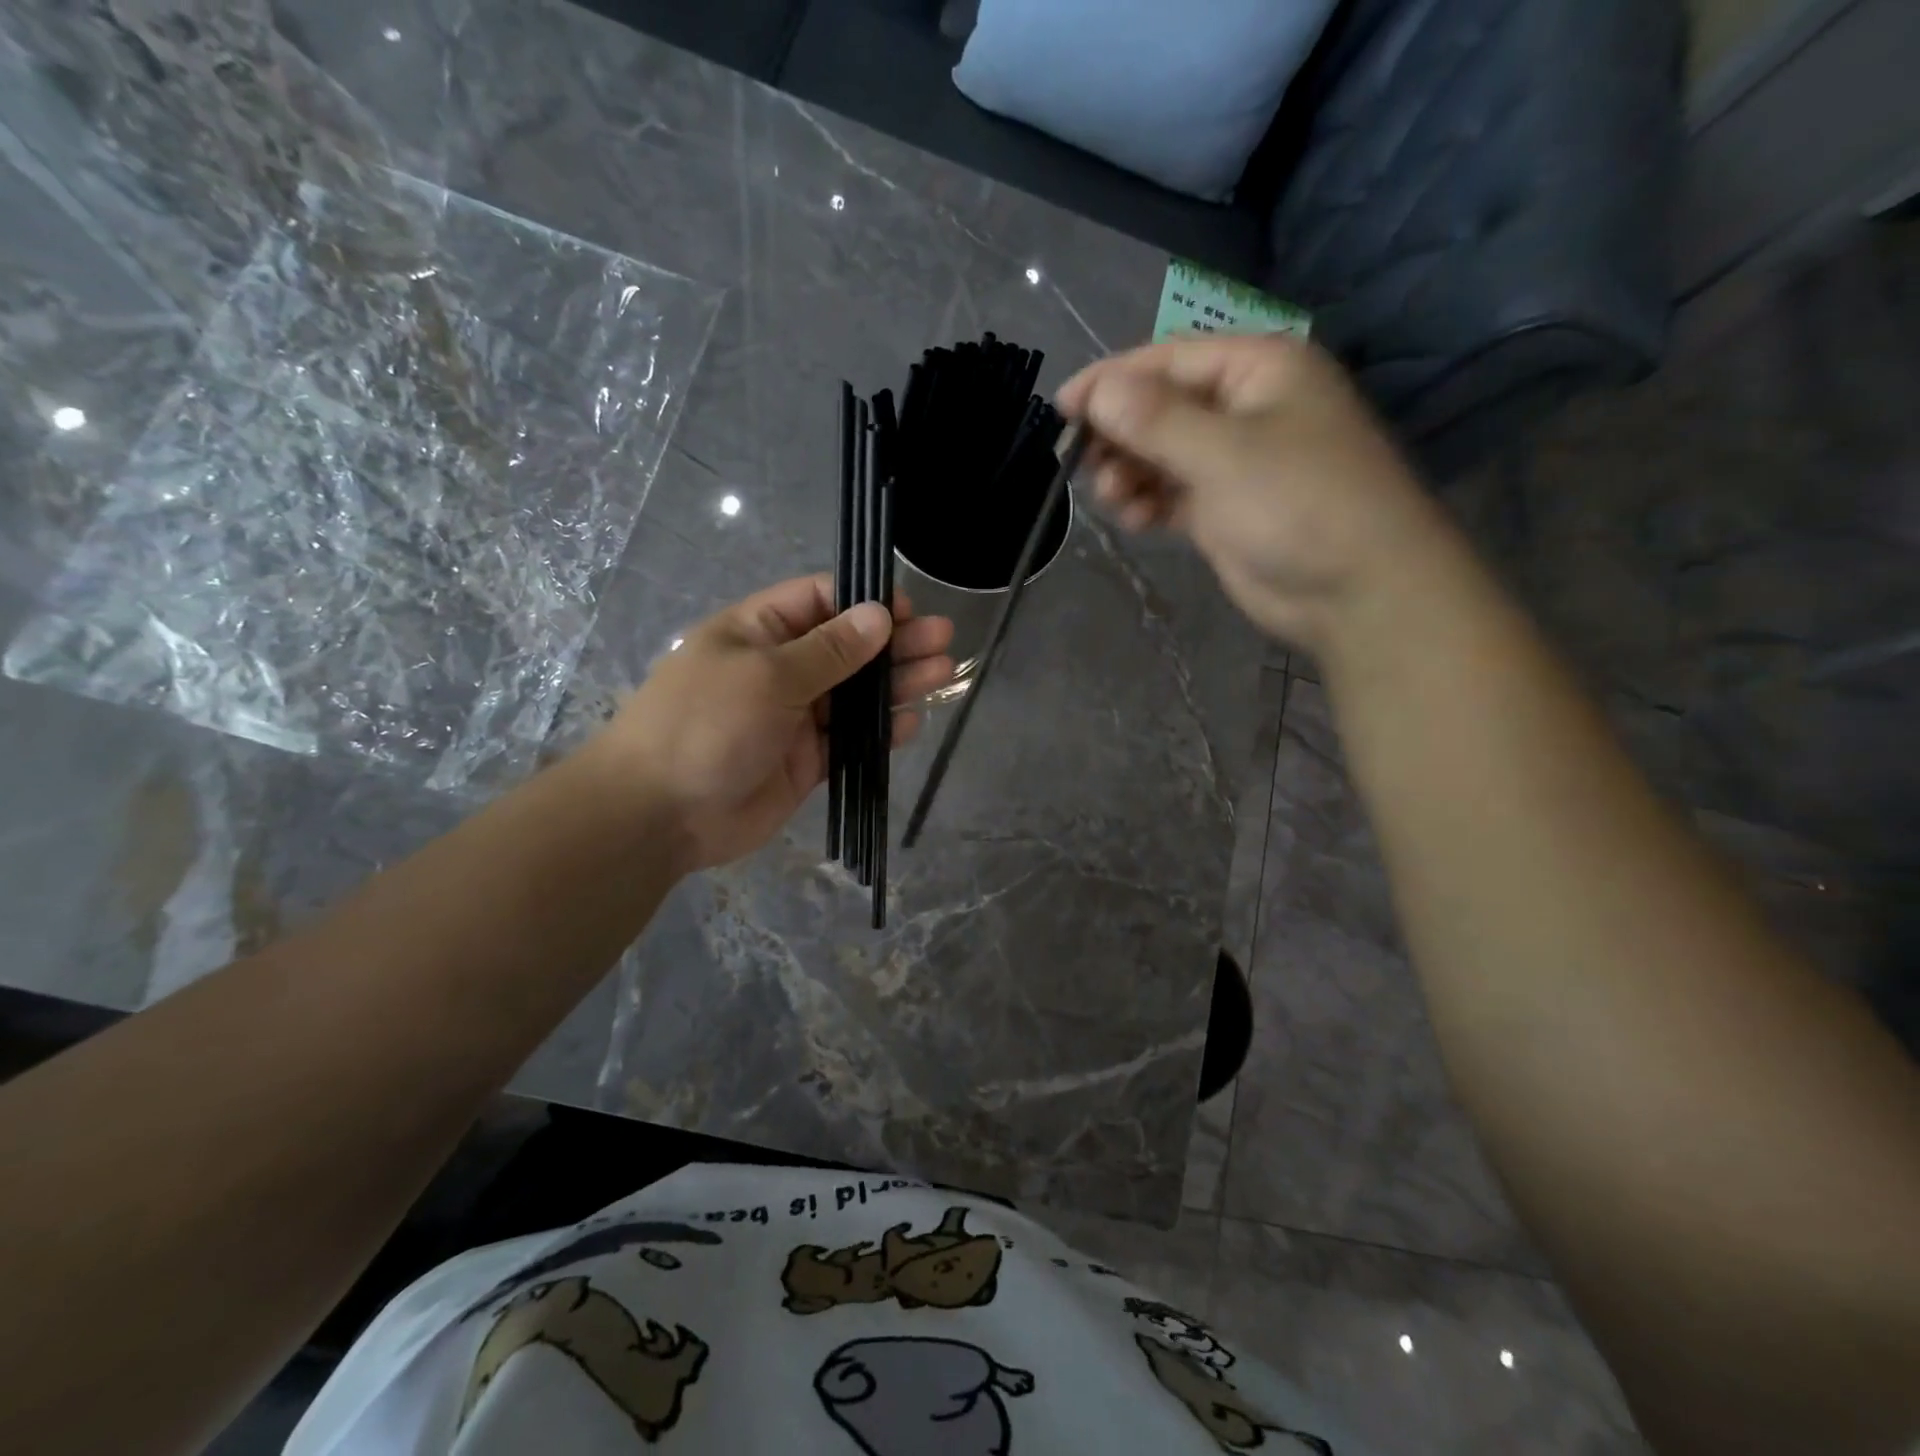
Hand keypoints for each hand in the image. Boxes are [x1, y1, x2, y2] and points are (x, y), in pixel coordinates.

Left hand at [592, 575, 952, 873]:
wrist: (660, 814)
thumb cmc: (704, 725)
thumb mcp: (766, 676)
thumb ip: (828, 650)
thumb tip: (878, 615)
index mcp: (759, 631)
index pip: (820, 601)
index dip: (865, 602)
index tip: (908, 610)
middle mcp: (781, 669)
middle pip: (848, 648)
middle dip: (895, 642)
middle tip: (944, 639)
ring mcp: (795, 717)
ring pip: (855, 695)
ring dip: (897, 685)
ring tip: (943, 673)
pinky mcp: (806, 761)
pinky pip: (850, 741)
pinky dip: (880, 733)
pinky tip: (912, 723)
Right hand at [1057, 335, 1456, 655]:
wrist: (1357, 592)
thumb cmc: (1299, 505)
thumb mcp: (1224, 454)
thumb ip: (1156, 420)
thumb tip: (1097, 390)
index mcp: (1258, 370)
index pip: (1168, 360)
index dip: (1111, 380)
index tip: (1062, 407)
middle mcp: (1245, 407)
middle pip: (1160, 407)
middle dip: (1119, 434)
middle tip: (1081, 465)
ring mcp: (1236, 461)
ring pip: (1161, 454)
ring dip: (1129, 472)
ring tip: (1112, 498)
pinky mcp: (1225, 509)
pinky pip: (1172, 493)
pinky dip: (1148, 502)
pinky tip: (1133, 518)